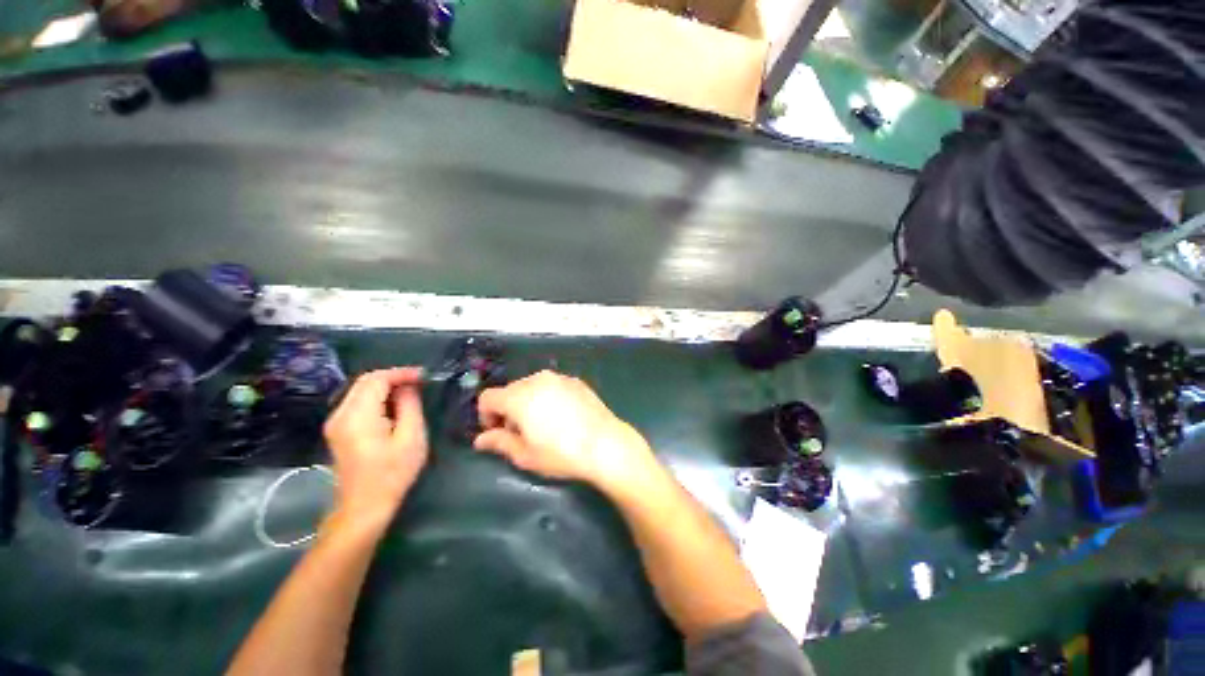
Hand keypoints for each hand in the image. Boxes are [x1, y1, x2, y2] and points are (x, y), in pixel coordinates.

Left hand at [323, 368, 428, 527]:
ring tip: (410, 393)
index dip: (402, 373)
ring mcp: (335, 423)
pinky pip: (357, 402)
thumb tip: (409, 387)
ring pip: (360, 390)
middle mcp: (340, 415)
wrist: (363, 507)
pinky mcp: (338, 431)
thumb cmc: (392, 474)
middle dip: (393, 377)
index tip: (425, 376)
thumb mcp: (411, 437)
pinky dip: (377, 398)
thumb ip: (409, 406)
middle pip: (365, 381)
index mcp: (357, 416)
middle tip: (419, 382)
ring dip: (385, 387)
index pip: (377, 379)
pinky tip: (394, 407)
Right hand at [473, 371, 655, 490]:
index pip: (488, 397)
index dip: (486, 416)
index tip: (497, 433)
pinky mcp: (576, 381)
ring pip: (531, 386)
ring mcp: (559, 378)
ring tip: (542, 425)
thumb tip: (481, 440)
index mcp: (519, 396)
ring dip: (528, 402)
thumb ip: (499, 442)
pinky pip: (552, 386)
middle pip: (510, 390)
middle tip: (520, 433)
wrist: (605, 444)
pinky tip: (562, 417)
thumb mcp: (525, 455)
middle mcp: (537, 380)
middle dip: (508, 409)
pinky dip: (548, 397)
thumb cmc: (561, 453)